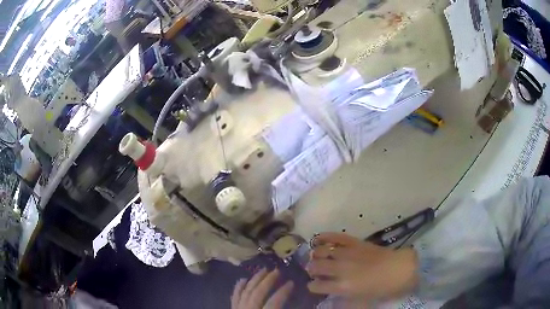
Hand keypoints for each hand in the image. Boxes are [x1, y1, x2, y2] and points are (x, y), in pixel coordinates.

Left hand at [232, 268, 293, 308]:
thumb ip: (280, 308)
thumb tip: (297, 303)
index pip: (274, 301)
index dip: (283, 292)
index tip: (292, 282)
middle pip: (258, 293)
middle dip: (268, 280)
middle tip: (277, 270)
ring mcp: (239, 308)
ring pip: (246, 292)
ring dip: (255, 280)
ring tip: (263, 270)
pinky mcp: (233, 308)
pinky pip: (234, 297)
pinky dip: (238, 287)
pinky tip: (243, 279)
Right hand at [306, 233, 417, 299]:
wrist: (400, 269)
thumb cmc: (382, 288)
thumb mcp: (362, 301)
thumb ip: (344, 301)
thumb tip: (331, 299)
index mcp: (342, 286)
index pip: (317, 286)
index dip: (312, 286)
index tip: (313, 286)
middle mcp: (340, 269)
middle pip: (315, 267)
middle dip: (311, 270)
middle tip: (313, 271)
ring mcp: (347, 254)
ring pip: (322, 252)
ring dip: (315, 255)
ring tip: (314, 257)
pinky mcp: (354, 242)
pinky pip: (336, 237)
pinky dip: (324, 237)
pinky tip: (317, 239)